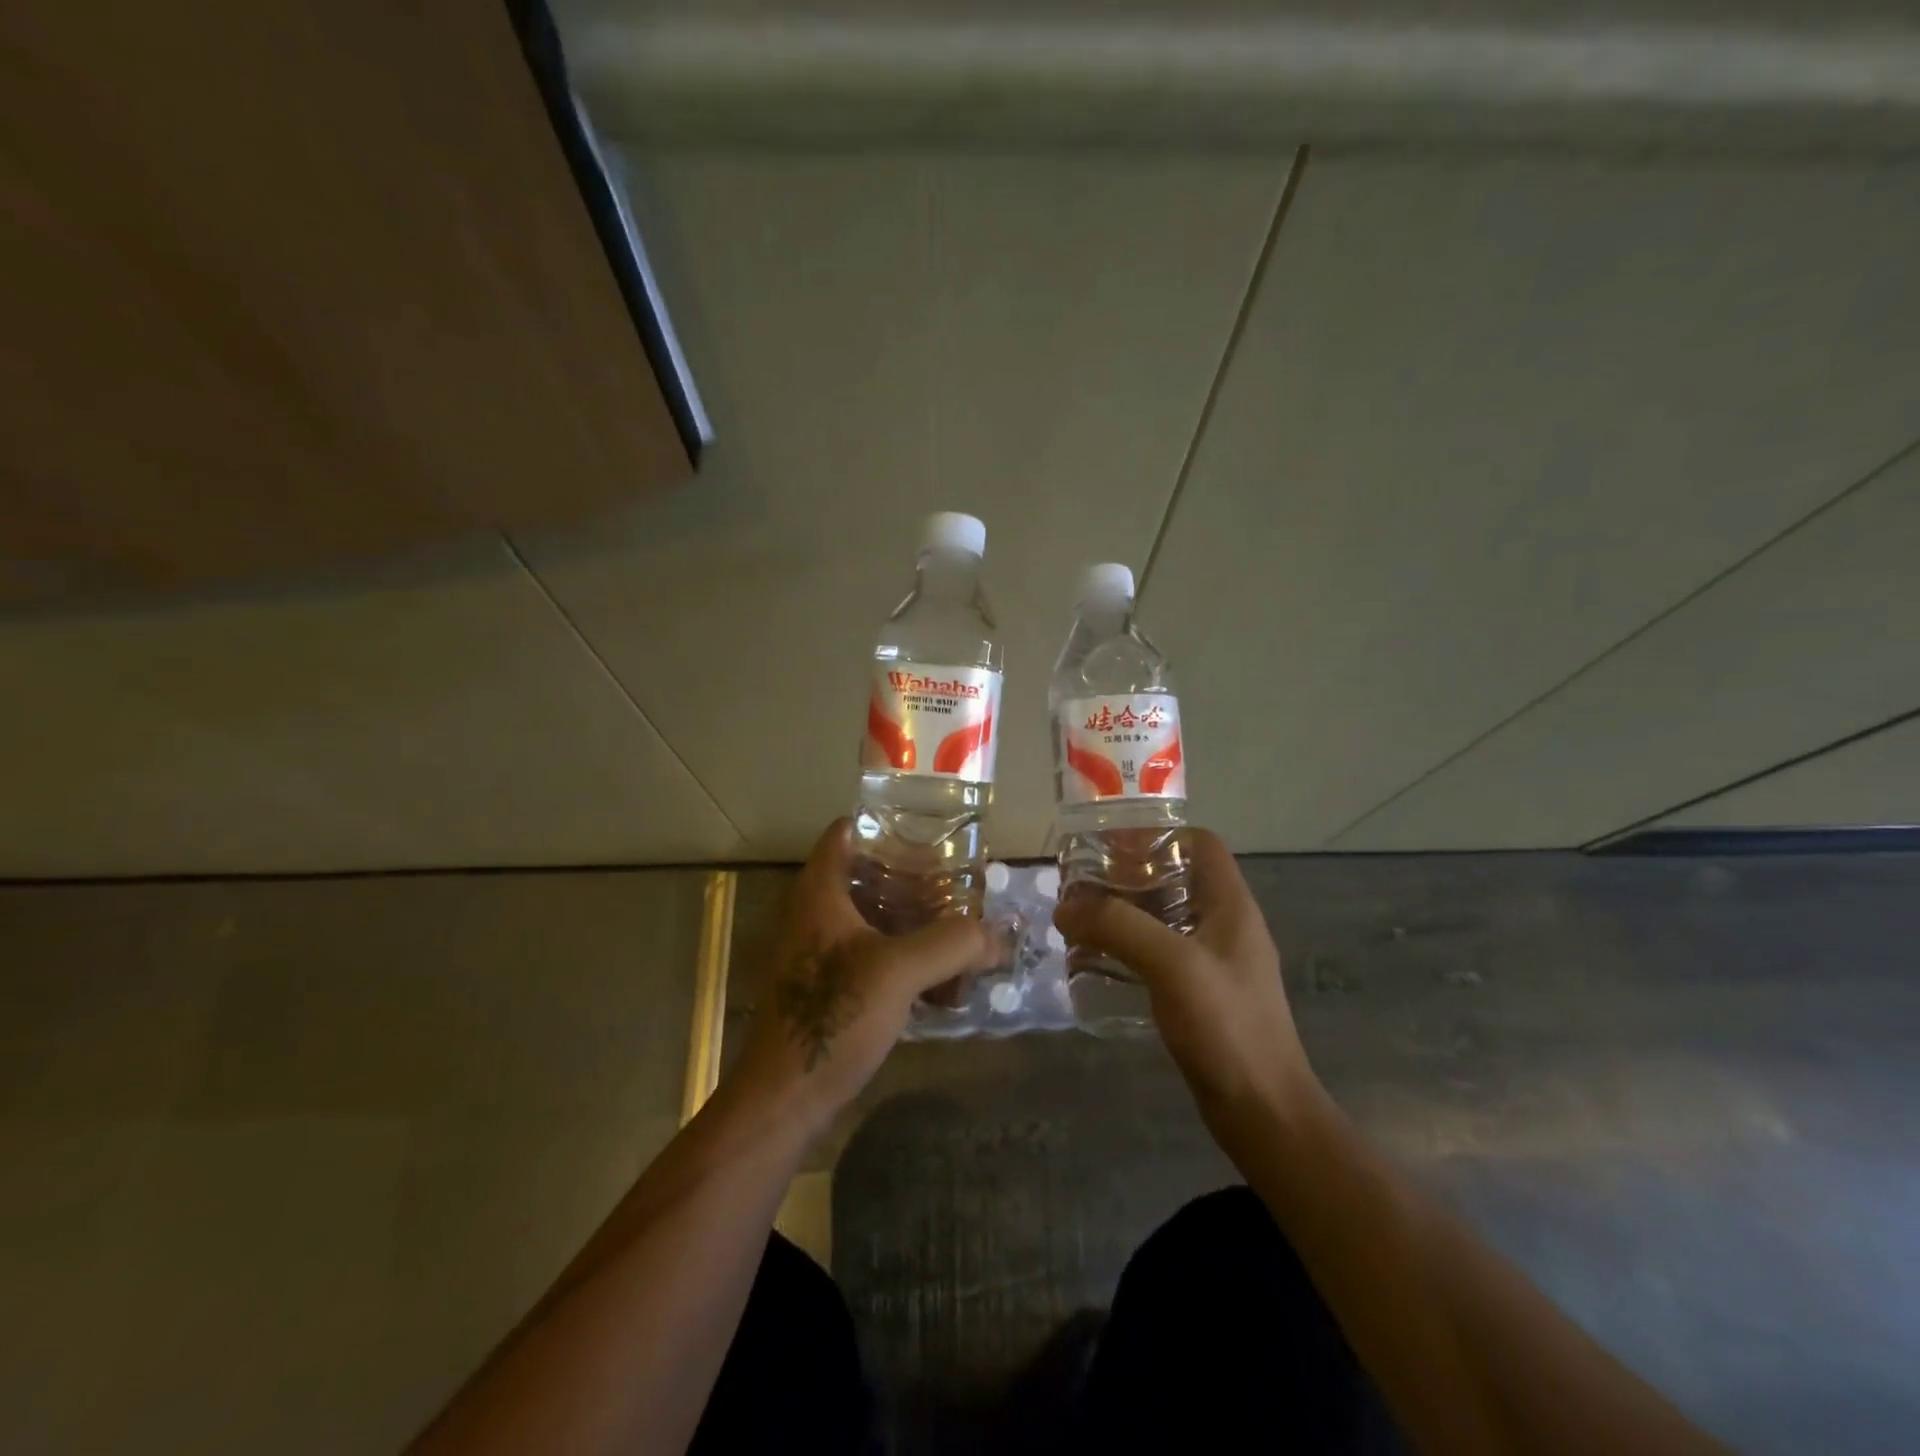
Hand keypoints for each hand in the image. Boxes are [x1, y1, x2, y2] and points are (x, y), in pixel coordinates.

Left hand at [730, 819, 997, 1141]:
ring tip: (958, 927)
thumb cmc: (833, 1017)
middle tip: (960, 883)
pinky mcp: (826, 986)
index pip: (848, 831)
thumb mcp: (900, 971)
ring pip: (871, 917)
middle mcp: (814, 912)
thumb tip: (998, 934)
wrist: (785, 1098)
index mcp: (820, 891)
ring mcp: (817, 951)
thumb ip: (954, 944)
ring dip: (912, 920)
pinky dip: (902, 955)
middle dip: (914, 877)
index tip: (933, 832)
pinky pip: (870, 953)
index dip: (888, 824)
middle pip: (867, 874)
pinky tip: (938, 977)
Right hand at [1053, 829, 1322, 1145]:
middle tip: (1082, 884)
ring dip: (1125, 913)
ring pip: (1165, 917)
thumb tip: (1065, 907)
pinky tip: (1099, 961)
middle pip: (1176, 878)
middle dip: (1129, 875)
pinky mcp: (1202, 994)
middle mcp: (1225, 925)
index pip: (1199, 844)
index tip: (1110, 845)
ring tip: (1081, 919)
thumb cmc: (1226, 1026)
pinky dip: (1130, 948)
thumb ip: (1118, 927)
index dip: (1157, 834)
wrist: (1263, 1112)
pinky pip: (1160, 954)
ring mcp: (1215, 962)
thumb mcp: (1171, 964)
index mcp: (1231, 905)